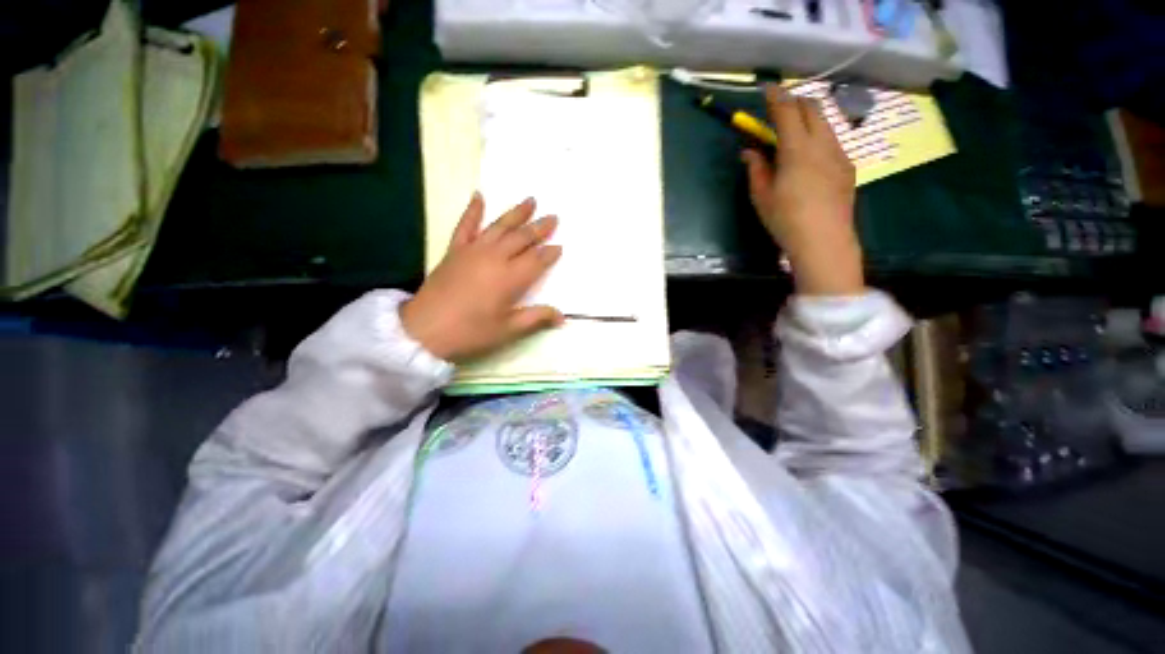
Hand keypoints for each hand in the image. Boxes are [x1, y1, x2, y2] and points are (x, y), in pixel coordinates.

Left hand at [400, 194, 564, 361]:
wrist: (425, 330)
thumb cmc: (471, 332)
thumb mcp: (508, 330)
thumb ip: (536, 318)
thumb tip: (562, 316)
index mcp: (510, 278)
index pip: (537, 260)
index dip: (550, 253)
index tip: (559, 246)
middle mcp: (495, 258)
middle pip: (522, 238)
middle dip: (540, 228)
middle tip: (554, 217)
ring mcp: (473, 251)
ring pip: (499, 226)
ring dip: (516, 213)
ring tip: (531, 200)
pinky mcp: (454, 250)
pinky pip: (465, 225)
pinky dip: (473, 210)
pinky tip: (479, 196)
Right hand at [742, 85, 864, 295]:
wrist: (824, 240)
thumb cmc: (786, 220)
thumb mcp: (762, 196)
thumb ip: (756, 169)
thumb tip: (749, 151)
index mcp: (796, 149)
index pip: (787, 111)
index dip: (776, 96)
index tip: (767, 89)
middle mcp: (822, 143)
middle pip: (812, 108)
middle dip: (795, 102)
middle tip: (779, 110)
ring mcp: (839, 153)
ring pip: (825, 123)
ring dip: (808, 119)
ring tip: (794, 133)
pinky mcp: (848, 166)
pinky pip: (833, 141)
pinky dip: (819, 138)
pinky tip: (810, 158)